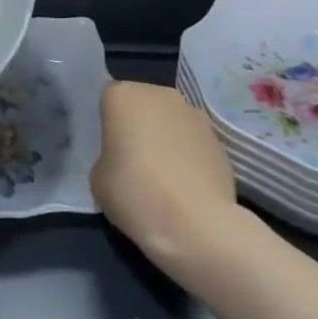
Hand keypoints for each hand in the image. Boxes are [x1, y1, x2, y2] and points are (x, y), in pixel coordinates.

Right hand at [91, 80, 241, 269]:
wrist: (197, 224)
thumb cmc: (135, 193)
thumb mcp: (98, 178)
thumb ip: (107, 156)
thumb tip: (122, 158)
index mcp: (123, 96)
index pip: (108, 100)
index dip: (108, 124)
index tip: (110, 150)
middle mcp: (159, 94)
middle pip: (142, 104)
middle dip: (138, 125)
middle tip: (134, 161)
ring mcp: (194, 113)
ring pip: (170, 120)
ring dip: (165, 138)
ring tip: (164, 176)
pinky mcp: (219, 138)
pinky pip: (193, 141)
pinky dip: (188, 155)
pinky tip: (186, 185)